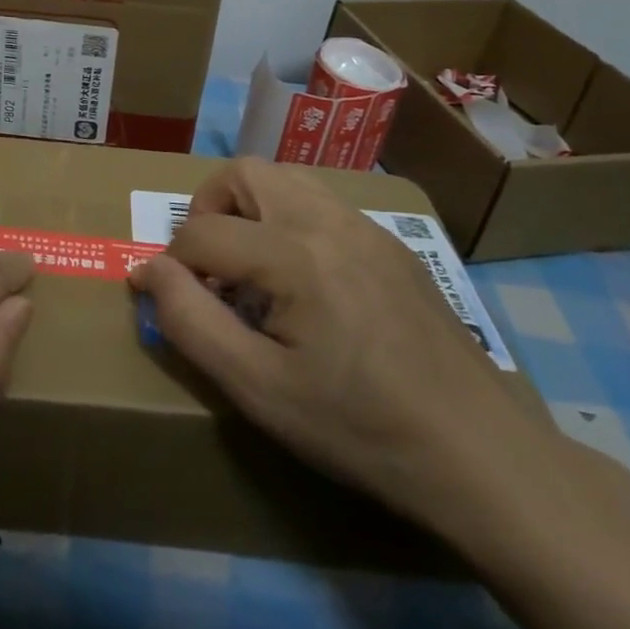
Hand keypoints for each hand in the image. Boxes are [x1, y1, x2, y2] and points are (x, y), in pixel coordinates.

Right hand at [130, 158, 531, 525]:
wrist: (481, 455)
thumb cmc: (359, 427)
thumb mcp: (257, 389)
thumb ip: (190, 321)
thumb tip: (148, 271)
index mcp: (293, 254)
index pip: (201, 231)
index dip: (170, 263)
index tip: (165, 297)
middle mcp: (328, 220)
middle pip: (244, 173)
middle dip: (209, 209)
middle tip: (208, 267)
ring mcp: (366, 227)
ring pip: (285, 178)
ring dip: (250, 208)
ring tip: (249, 267)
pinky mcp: (392, 245)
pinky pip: (322, 203)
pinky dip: (289, 220)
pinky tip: (303, 282)